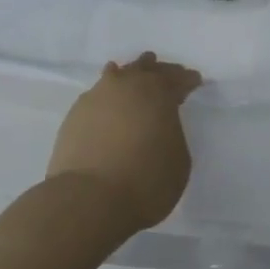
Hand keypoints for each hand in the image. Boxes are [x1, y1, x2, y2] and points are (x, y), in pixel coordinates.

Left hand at [47, 53, 202, 231]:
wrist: (89, 199)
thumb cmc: (146, 181)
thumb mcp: (179, 159)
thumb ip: (172, 133)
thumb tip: (160, 125)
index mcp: (158, 93)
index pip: (177, 79)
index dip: (187, 80)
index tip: (194, 81)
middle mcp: (126, 86)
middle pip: (146, 69)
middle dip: (159, 71)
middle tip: (168, 75)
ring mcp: (96, 97)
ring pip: (117, 76)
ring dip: (130, 76)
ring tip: (134, 80)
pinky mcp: (74, 114)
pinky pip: (98, 95)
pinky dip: (108, 96)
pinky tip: (109, 103)